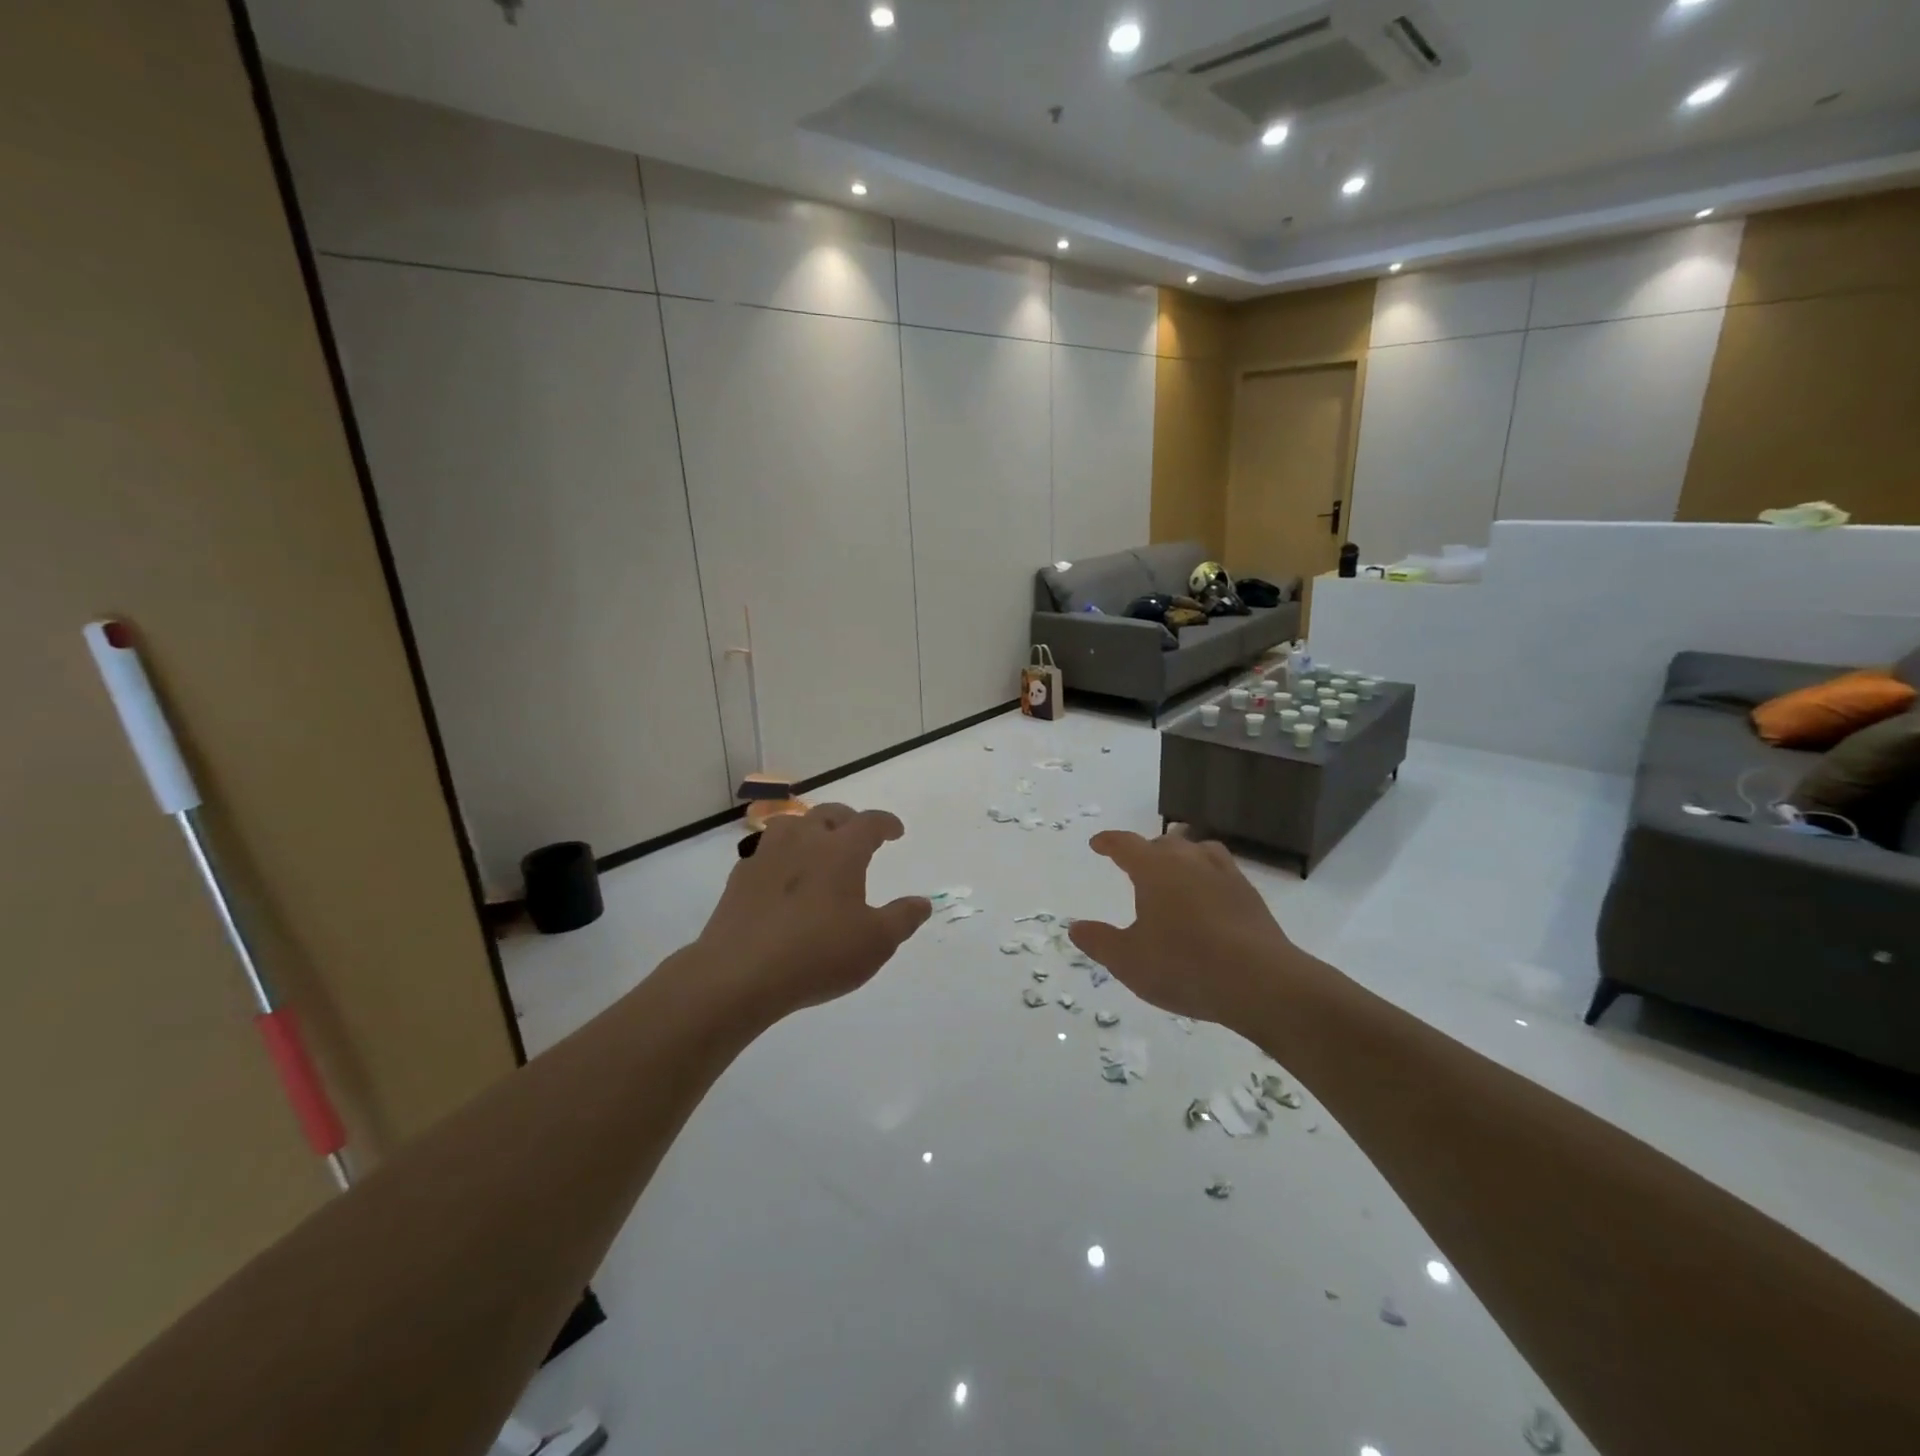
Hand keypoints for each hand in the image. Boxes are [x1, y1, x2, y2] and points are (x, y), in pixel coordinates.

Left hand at [693, 803, 929, 1021]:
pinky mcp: (740, 877)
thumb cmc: (818, 954)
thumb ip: (902, 919)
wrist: (740, 974)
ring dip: (809, 829)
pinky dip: (781, 855)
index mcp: (841, 850)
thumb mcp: (875, 943)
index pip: (869, 822)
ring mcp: (767, 855)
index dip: (886, 824)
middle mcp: (804, 841)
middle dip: (848, 820)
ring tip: (817, 846)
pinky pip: (765, 851)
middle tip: (858, 835)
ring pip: (791, 824)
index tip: (896, 832)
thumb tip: (922, 902)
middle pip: (829, 814)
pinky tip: (782, 878)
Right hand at [1069, 826, 1305, 1025]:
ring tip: (1176, 872)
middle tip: (1136, 867)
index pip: (1125, 844)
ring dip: (1182, 856)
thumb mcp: (1129, 961)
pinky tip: (1209, 898)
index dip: (1108, 842)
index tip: (1098, 844)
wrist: (1260, 982)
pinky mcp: (1249, 894)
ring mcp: (1224, 874)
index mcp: (1154, 869)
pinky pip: (1222, 871)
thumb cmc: (1184, 966)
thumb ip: (1099, 942)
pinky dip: (1208, 876)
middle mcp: (1189, 860)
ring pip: (1198, 849)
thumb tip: (1076, 927)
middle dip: (1146, 851)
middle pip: (1164, 843)